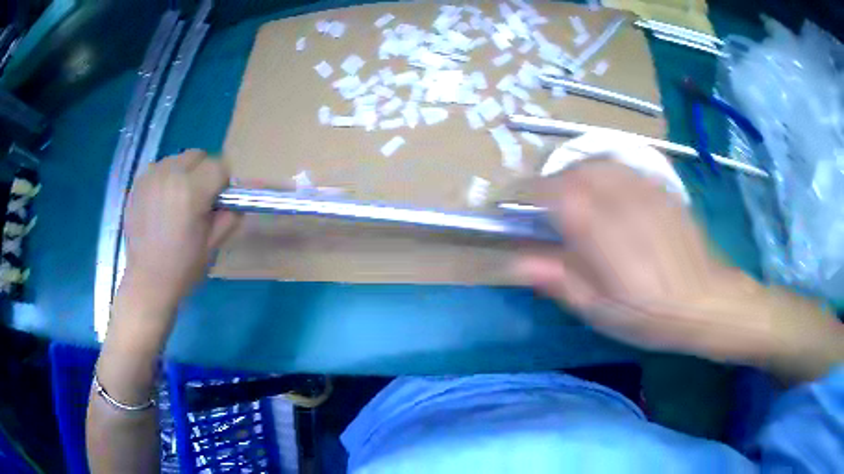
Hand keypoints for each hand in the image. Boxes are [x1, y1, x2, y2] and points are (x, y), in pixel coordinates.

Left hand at [122, 150, 240, 311]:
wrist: (146, 282)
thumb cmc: (182, 268)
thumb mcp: (214, 244)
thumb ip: (230, 215)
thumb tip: (236, 198)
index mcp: (191, 191)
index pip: (219, 166)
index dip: (223, 183)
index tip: (217, 202)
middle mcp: (170, 175)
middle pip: (198, 156)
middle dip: (204, 172)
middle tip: (199, 200)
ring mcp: (151, 177)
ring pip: (178, 159)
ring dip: (184, 173)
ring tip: (178, 200)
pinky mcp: (138, 183)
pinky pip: (160, 168)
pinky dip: (166, 178)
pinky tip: (162, 201)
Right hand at [514, 157, 841, 378]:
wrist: (706, 301)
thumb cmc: (650, 315)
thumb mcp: (600, 311)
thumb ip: (558, 280)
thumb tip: (516, 262)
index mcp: (600, 232)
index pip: (551, 193)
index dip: (525, 194)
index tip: (513, 207)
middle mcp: (619, 199)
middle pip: (572, 172)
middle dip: (550, 184)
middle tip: (545, 208)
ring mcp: (643, 189)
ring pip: (597, 163)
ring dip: (576, 175)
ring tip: (574, 198)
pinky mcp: (660, 188)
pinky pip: (623, 167)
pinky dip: (604, 172)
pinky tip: (608, 193)